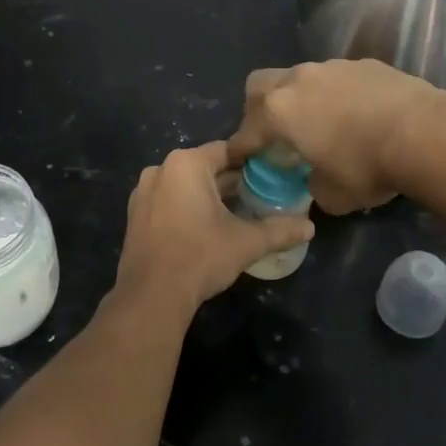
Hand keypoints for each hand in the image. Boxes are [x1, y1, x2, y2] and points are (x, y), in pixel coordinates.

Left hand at [113, 140, 313, 317]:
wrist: (152, 295)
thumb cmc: (200, 256)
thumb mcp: (246, 242)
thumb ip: (279, 230)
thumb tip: (310, 227)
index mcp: (186, 164)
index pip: (227, 150)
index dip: (251, 160)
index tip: (272, 171)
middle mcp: (161, 169)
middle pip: (204, 167)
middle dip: (231, 180)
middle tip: (260, 193)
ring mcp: (143, 192)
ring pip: (185, 185)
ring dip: (209, 194)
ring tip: (238, 210)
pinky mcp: (136, 215)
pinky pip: (168, 201)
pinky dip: (187, 207)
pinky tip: (207, 226)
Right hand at [229, 60, 445, 214]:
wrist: (425, 133)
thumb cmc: (367, 167)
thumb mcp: (332, 196)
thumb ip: (313, 186)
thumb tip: (316, 181)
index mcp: (279, 112)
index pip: (246, 132)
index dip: (240, 149)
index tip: (240, 160)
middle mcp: (298, 80)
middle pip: (260, 85)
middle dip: (258, 108)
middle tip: (275, 132)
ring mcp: (332, 67)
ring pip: (301, 77)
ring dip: (302, 98)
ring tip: (323, 122)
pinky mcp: (364, 63)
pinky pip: (337, 78)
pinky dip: (337, 95)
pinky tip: (358, 115)